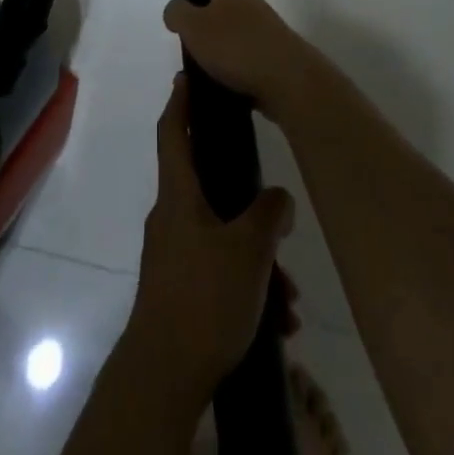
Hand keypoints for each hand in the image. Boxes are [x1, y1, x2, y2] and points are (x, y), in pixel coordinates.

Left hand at [126, 73, 295, 396]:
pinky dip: (247, 285)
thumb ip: (268, 214)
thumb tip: (278, 198)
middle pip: (209, 189)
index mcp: (178, 195)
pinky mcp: (180, 291)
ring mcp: (173, 256)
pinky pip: (219, 272)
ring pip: (222, 238)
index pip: (173, 132)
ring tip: (290, 296)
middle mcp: (171, 218)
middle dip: (249, 204)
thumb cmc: (203, 298)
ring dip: (257, 259)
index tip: (186, 76)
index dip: (180, 102)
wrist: (164, 378)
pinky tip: (277, 320)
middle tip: (278, 218)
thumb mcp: (249, 250)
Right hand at [163, 0, 306, 115]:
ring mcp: (265, 34)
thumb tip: (175, 9)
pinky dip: (228, 67)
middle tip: (190, 18)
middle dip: (211, 5)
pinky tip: (216, 83)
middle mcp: (252, 7)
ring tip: (197, 62)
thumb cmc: (239, 47)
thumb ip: (180, 15)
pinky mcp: (272, 61)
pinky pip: (243, 59)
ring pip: (235, 31)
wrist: (290, 84)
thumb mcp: (197, 28)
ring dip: (218, 42)